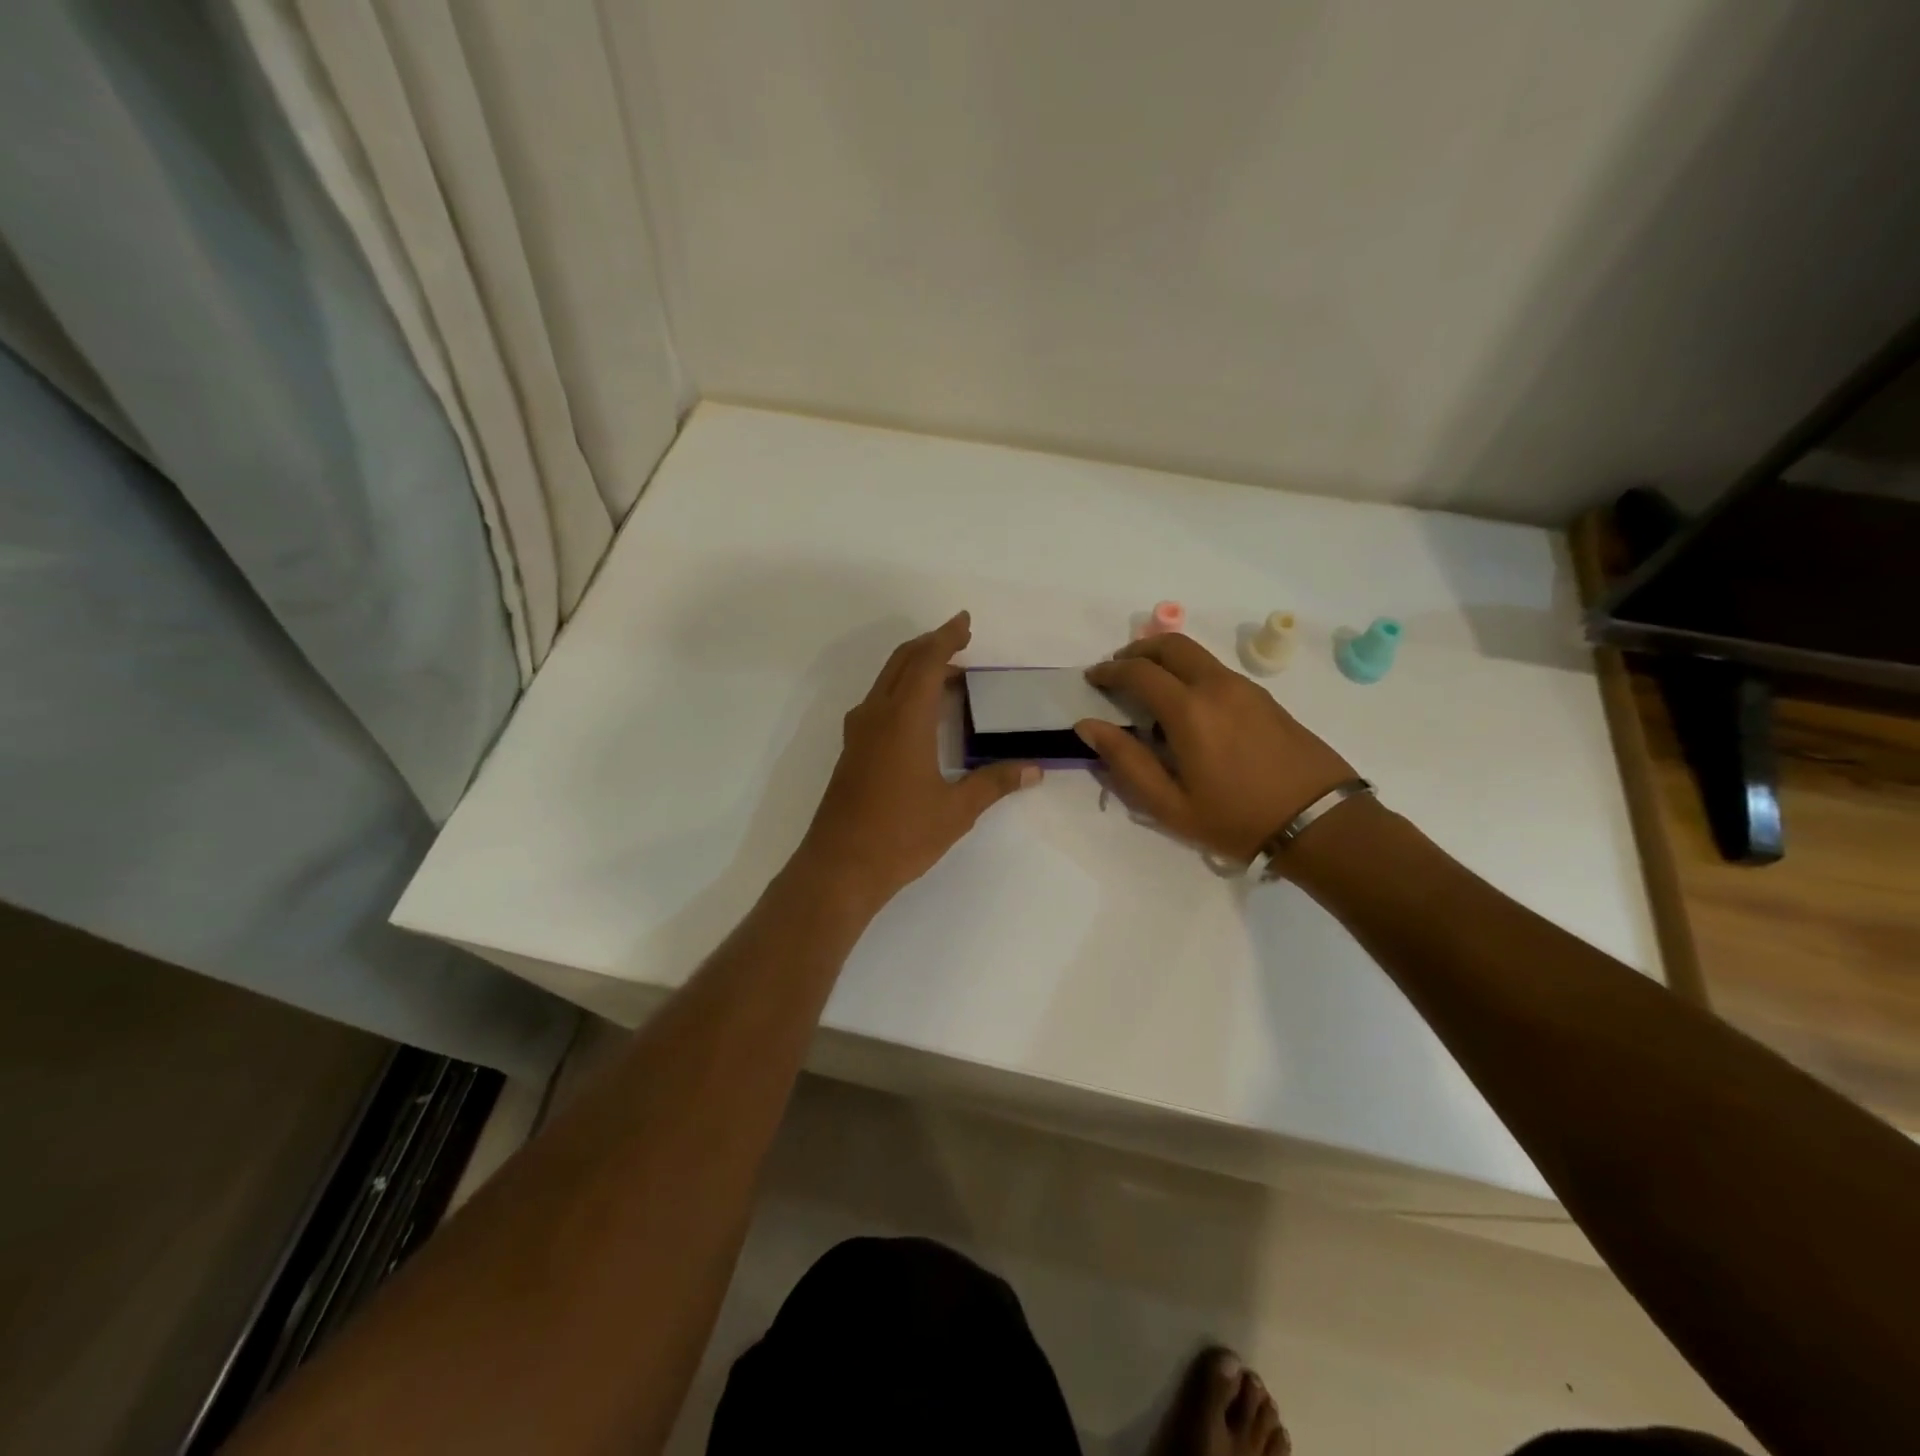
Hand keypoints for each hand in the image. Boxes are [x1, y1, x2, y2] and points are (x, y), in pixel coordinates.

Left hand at [796, 612, 1040, 911]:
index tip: (964, 622)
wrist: (839, 867)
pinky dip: (902, 690)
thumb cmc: (901, 835)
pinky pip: (879, 701)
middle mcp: (877, 715)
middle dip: (931, 645)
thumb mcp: (956, 810)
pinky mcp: (852, 750)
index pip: (926, 662)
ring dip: (915, 667)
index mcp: (904, 719)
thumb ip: (994, 783)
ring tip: (948, 674)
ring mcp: (859, 732)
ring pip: (887, 680)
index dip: (946, 637)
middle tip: (961, 640)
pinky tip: (920, 713)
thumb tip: (1034, 769)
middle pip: (902, 662)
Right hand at [1075, 634, 1354, 863]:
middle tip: (1117, 670)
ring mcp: (1245, 688)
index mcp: (1189, 710)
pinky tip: (1186, 707)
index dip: (1109, 671)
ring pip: (1196, 654)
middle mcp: (1216, 686)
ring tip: (1149, 688)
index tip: (1092, 679)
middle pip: (1170, 645)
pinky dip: (1189, 672)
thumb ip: (1126, 761)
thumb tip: (1089, 726)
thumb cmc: (1237, 819)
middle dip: (1136, 650)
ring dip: (1164, 659)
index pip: (1138, 672)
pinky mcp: (1264, 698)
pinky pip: (1215, 670)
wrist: (1320, 822)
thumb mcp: (1170, 804)